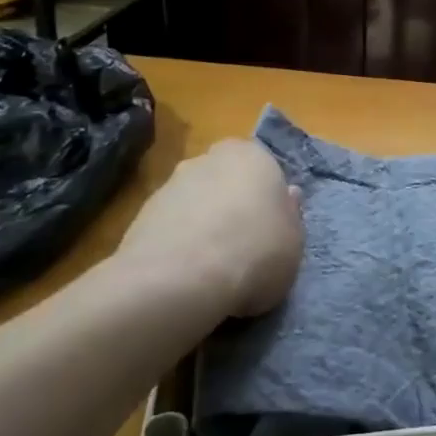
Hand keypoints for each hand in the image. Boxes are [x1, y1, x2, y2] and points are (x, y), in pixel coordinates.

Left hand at [114, 139, 302, 316]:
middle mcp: (209, 158)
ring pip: (196, 202)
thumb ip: (290, 216)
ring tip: (210, 268)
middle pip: (226, 181)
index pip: (263, 168)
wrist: (181, 279)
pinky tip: (185, 274)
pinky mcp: (141, 214)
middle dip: (231, 205)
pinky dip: (178, 243)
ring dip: (202, 224)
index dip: (266, 199)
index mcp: (252, 156)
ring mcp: (170, 184)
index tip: (270, 229)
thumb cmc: (255, 252)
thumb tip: (287, 196)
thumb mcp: (294, 242)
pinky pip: (170, 226)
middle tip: (242, 244)